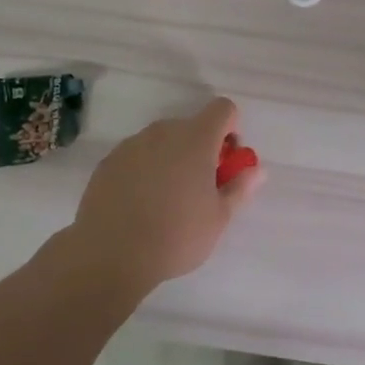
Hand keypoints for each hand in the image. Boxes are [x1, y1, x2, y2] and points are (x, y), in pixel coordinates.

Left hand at [67, 97, 263, 293]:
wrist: (110, 254)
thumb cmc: (176, 236)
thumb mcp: (219, 218)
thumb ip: (239, 188)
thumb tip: (256, 170)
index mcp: (196, 139)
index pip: (223, 109)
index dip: (231, 129)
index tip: (226, 162)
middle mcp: (163, 132)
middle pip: (191, 126)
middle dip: (200, 149)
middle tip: (199, 188)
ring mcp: (131, 145)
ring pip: (161, 141)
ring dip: (171, 158)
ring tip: (166, 200)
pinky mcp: (108, 162)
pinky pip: (136, 156)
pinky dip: (144, 170)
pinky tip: (140, 205)